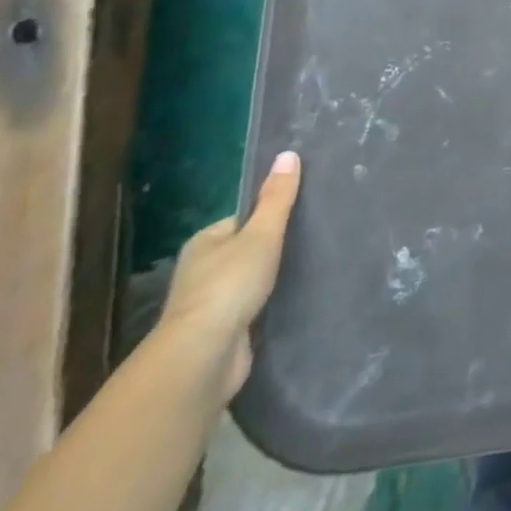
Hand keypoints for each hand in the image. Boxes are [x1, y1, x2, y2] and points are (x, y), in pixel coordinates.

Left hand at [155, 150, 301, 405]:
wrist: (204, 356)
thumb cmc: (229, 285)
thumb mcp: (261, 233)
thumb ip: (277, 198)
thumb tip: (288, 154)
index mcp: (204, 242)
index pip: (241, 219)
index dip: (268, 217)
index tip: (300, 216)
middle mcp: (200, 272)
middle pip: (244, 250)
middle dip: (271, 249)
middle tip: (310, 240)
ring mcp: (209, 306)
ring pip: (248, 282)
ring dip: (270, 280)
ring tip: (308, 268)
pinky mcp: (222, 333)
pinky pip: (250, 308)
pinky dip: (267, 305)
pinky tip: (291, 301)